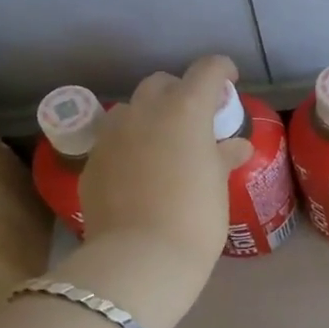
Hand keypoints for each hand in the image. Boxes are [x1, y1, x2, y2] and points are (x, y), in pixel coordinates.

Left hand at [65, 56, 252, 327]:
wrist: (141, 257)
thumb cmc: (196, 216)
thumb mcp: (219, 184)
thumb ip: (225, 156)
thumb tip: (236, 146)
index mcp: (185, 109)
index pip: (207, 70)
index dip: (222, 70)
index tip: (230, 82)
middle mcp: (145, 111)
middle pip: (162, 83)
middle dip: (180, 92)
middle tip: (196, 119)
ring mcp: (113, 134)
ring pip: (131, 109)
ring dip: (149, 116)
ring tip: (163, 144)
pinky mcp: (93, 161)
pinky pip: (113, 141)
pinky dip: (129, 146)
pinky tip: (139, 173)